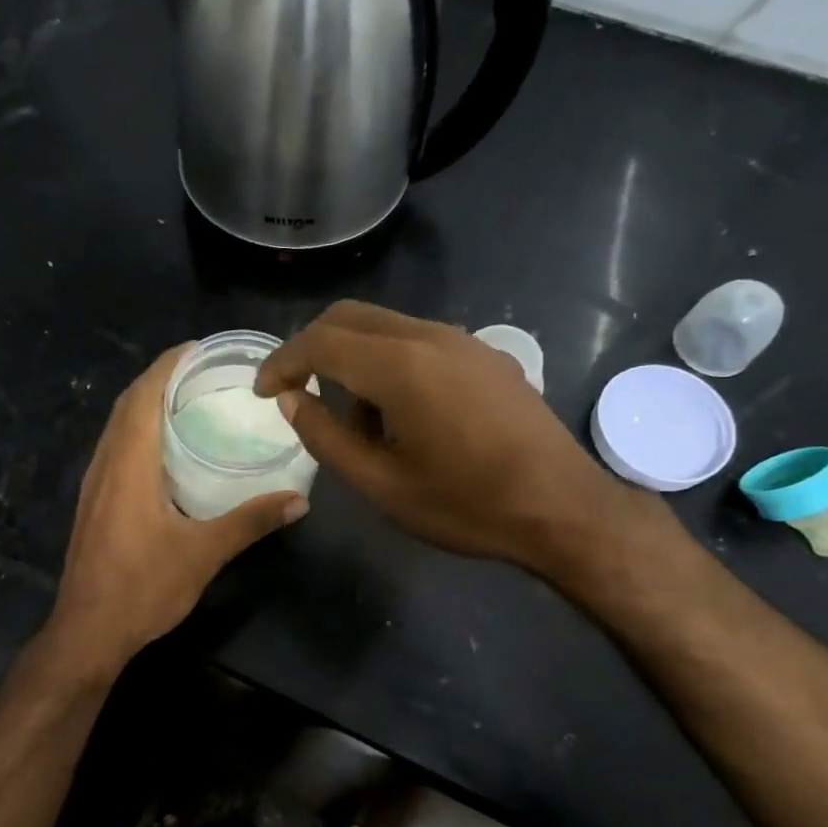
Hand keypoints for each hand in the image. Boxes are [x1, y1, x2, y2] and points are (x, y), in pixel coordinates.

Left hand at [48, 345, 307, 671]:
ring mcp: (95, 484)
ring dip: (146, 403)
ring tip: (188, 399)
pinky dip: (139, 431)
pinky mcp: (94, 503)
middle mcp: (106, 463)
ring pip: (118, 426)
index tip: (199, 348)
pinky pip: (116, 448)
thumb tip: (299, 501)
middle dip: (160, 378)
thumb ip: (250, 521)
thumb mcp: (204, 553)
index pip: (144, 394)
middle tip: (202, 371)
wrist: (88, 631)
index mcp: (129, 463)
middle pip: (128, 404)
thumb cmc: (143, 587)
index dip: (168, 364)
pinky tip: (165, 449)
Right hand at [256, 301, 671, 584]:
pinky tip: (401, 414)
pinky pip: (419, 341)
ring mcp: (463, 341)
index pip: (321, 342)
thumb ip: (326, 437)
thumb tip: (292, 400)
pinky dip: (388, 363)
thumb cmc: (467, 505)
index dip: (282, 362)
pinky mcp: (485, 356)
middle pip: (350, 317)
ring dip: (353, 359)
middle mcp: (430, 337)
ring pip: (385, 327)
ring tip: (356, 423)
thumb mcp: (381, 484)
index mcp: (401, 367)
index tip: (263, 392)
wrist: (564, 509)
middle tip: (295, 392)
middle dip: (312, 348)